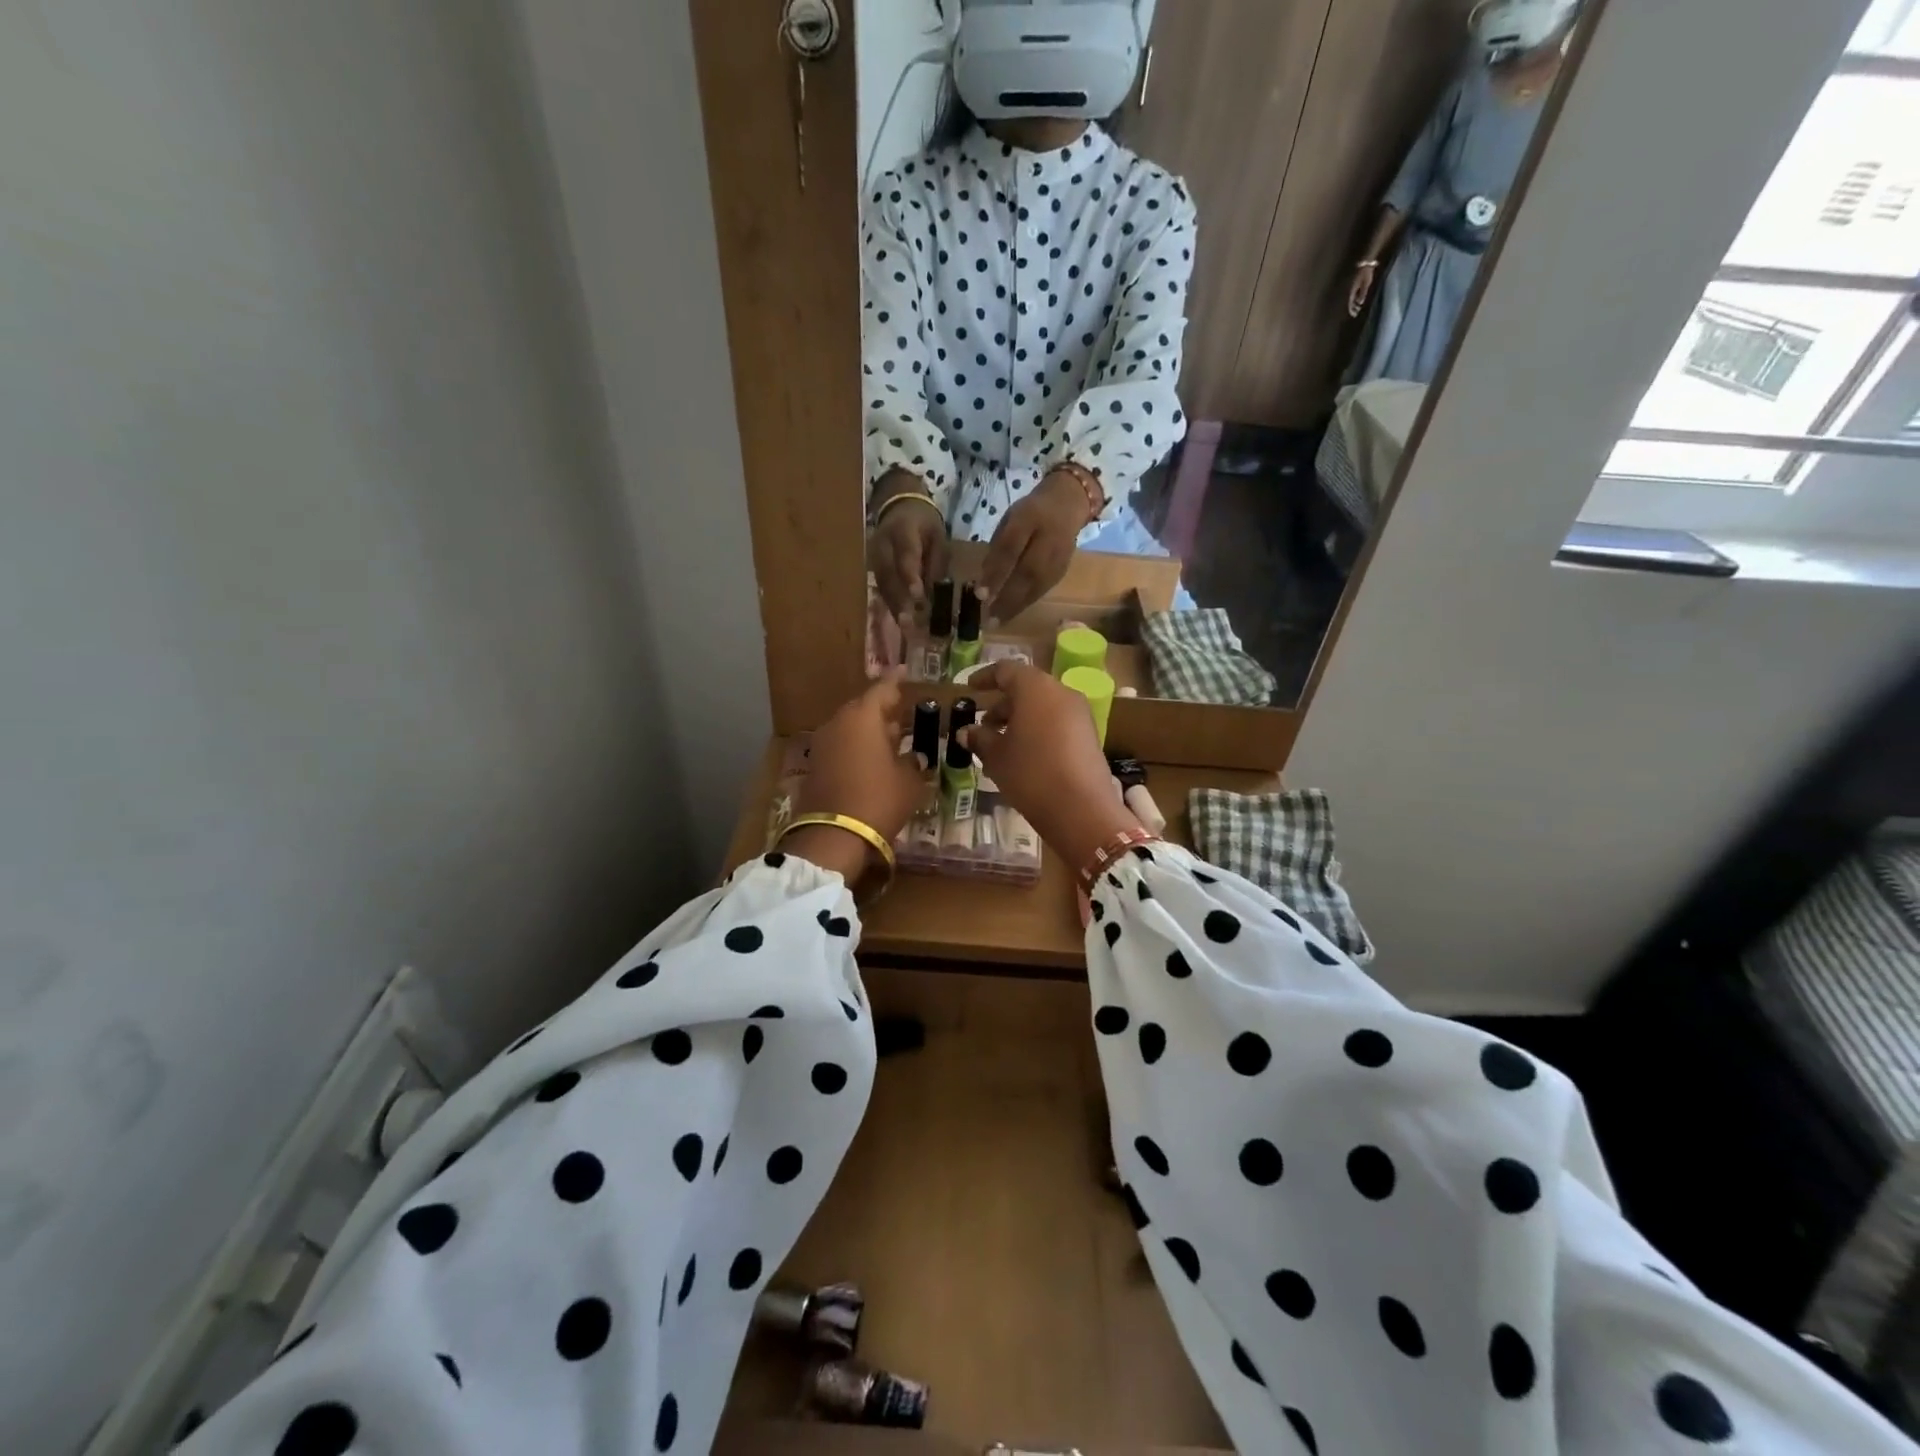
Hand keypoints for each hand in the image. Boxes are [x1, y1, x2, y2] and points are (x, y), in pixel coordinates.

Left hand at [786, 673, 924, 881]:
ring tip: (893, 738)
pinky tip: (873, 759)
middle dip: (884, 709)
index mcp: (863, 717)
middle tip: (904, 713)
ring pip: (851, 727)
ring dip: (870, 730)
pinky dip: (857, 747)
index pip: (883, 689)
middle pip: (864, 707)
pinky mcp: (816, 765)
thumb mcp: (909, 782)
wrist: (833, 836)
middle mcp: (839, 723)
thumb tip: (916, 757)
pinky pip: (842, 745)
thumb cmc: (879, 800)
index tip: (906, 672)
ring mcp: (824, 743)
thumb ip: (915, 763)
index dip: (897, 681)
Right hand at [867, 473, 948, 617]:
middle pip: (888, 574)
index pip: (905, 554)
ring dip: (893, 606)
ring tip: (904, 626)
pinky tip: (899, 619)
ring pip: (882, 583)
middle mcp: (882, 544)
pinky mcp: (872, 566)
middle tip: (908, 622)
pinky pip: (880, 586)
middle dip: (898, 599)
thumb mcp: (938, 535)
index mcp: (902, 530)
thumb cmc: (923, 523)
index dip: (909, 575)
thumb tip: (933, 591)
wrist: (898, 504)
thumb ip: (936, 561)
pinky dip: (890, 603)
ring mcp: (873, 555)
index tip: (917, 594)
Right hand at [959, 661, 1139, 868]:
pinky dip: (1037, 731)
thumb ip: (980, 738)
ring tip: (999, 746)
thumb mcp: (996, 756)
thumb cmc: (1031, 773)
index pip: (1006, 670)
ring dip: (1019, 720)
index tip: (969, 688)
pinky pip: (1056, 723)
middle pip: (1027, 689)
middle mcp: (1061, 693)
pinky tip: (1023, 756)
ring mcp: (1079, 714)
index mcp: (1035, 688)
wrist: (1081, 809)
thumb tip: (966, 731)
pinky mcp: (1089, 736)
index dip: (985, 677)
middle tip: (983, 726)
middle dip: (1002, 705)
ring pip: (1043, 707)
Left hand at [979, 471, 1090, 623]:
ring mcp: (1060, 554)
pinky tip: (1014, 612)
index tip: (979, 595)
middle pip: (1028, 572)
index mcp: (1028, 517)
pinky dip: (1027, 602)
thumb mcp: (1010, 520)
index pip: (1010, 548)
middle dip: (1007, 598)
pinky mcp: (1064, 568)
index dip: (995, 573)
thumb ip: (998, 547)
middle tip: (989, 618)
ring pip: (1038, 585)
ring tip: (999, 621)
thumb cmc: (1030, 514)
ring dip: (1017, 605)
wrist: (1067, 504)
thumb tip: (986, 580)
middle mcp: (1048, 537)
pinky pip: (1044, 588)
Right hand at [1347, 261, 1377, 319]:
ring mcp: (1353, 286)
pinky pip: (1355, 293)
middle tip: (1357, 313)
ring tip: (1359, 307)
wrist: (1366, 263)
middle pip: (1350, 301)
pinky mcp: (1356, 283)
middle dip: (1353, 308)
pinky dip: (1356, 298)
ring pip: (1352, 297)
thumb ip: (1363, 293)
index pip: (1350, 303)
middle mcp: (1351, 289)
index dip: (1351, 309)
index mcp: (1352, 290)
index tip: (1354, 314)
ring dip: (1355, 303)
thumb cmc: (1366, 273)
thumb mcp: (1366, 283)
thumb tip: (1360, 302)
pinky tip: (1359, 299)